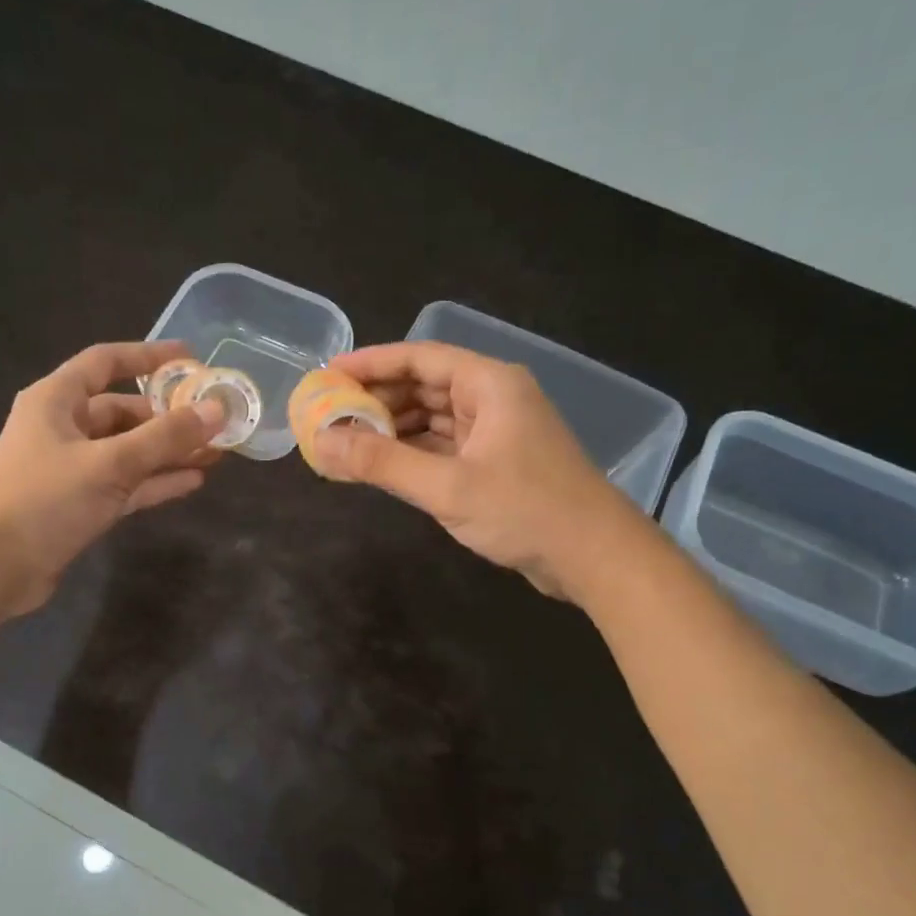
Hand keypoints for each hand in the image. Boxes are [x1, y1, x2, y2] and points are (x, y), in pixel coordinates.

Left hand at [0, 341, 224, 614]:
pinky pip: (126, 483)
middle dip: (169, 416)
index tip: (190, 359)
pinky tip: (193, 482)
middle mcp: (64, 428)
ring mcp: (72, 468)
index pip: (105, 362)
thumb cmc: (45, 500)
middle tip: (214, 420)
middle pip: (123, 411)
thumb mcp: (110, 463)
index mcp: (56, 400)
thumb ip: (165, 437)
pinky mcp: (80, 503)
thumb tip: (217, 409)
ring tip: (215, 452)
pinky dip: (155, 481)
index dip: (148, 357)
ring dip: (168, 452)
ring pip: (129, 451)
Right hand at [311, 341, 636, 599]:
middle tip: (328, 413)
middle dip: (377, 399)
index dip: (371, 363)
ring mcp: (496, 434)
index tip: (328, 374)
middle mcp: (493, 400)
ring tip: (346, 441)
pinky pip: (444, 448)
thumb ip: (382, 463)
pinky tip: (382, 466)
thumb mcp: (447, 486)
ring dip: (393, 429)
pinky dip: (413, 454)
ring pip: (433, 419)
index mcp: (489, 384)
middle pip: (425, 386)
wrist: (594, 557)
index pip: (420, 357)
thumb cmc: (525, 511)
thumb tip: (320, 442)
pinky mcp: (496, 466)